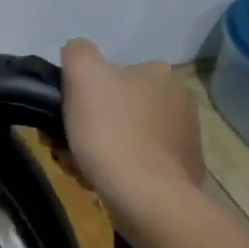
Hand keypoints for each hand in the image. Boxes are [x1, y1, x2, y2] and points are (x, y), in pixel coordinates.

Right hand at [60, 38, 204, 226]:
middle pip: (117, 107)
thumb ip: (78, 53)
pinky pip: (141, 162)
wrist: (147, 195)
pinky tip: (107, 182)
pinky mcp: (183, 168)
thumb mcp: (83, 76)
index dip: (81, 96)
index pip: (110, 76)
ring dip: (103, 149)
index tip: (64, 118)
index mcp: (156, 72)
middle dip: (90, 125)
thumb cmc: (111, 132)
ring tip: (83, 169)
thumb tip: (78, 52)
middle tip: (67, 148)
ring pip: (127, 136)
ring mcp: (184, 135)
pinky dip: (122, 169)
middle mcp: (178, 98)